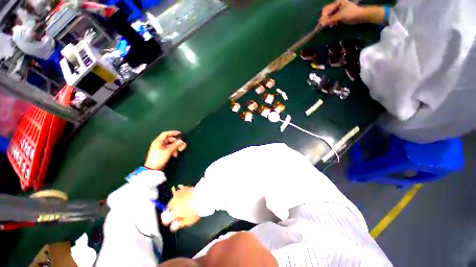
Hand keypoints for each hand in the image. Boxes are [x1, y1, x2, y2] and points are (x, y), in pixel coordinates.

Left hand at [144, 131, 185, 169]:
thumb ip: (175, 145)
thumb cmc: (158, 159)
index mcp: (158, 142)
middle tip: (181, 144)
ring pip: (170, 144)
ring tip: (178, 151)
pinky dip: (173, 150)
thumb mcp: (168, 151)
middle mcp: (158, 144)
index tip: (179, 133)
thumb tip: (181, 141)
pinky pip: (169, 149)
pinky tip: (175, 154)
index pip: (166, 134)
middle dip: (176, 142)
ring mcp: (160, 148)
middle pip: (169, 139)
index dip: (173, 132)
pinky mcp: (161, 152)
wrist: (152, 168)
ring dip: (175, 147)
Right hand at [161, 186, 199, 231]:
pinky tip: (185, 198)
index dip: (167, 221)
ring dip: (175, 203)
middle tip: (178, 213)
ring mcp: (178, 194)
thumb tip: (172, 226)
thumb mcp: (189, 221)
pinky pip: (178, 193)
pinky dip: (179, 196)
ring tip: (183, 204)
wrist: (204, 195)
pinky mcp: (183, 188)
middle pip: (168, 208)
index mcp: (174, 212)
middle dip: (171, 211)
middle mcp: (174, 202)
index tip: (172, 221)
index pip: (165, 218)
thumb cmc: (196, 210)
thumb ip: (179, 224)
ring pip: (172, 200)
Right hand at [319, 0, 385, 25]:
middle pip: (327, 13)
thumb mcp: (340, 16)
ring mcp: (338, 11)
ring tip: (331, 26)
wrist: (361, 16)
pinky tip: (334, 25)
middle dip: (326, 19)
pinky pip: (332, 20)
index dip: (323, 16)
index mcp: (337, 3)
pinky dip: (332, 23)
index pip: (326, 9)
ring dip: (329, 22)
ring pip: (329, 17)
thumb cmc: (351, 13)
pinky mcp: (340, 16)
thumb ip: (331, 19)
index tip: (322, 23)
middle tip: (326, 25)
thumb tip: (321, 24)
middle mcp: (337, 6)